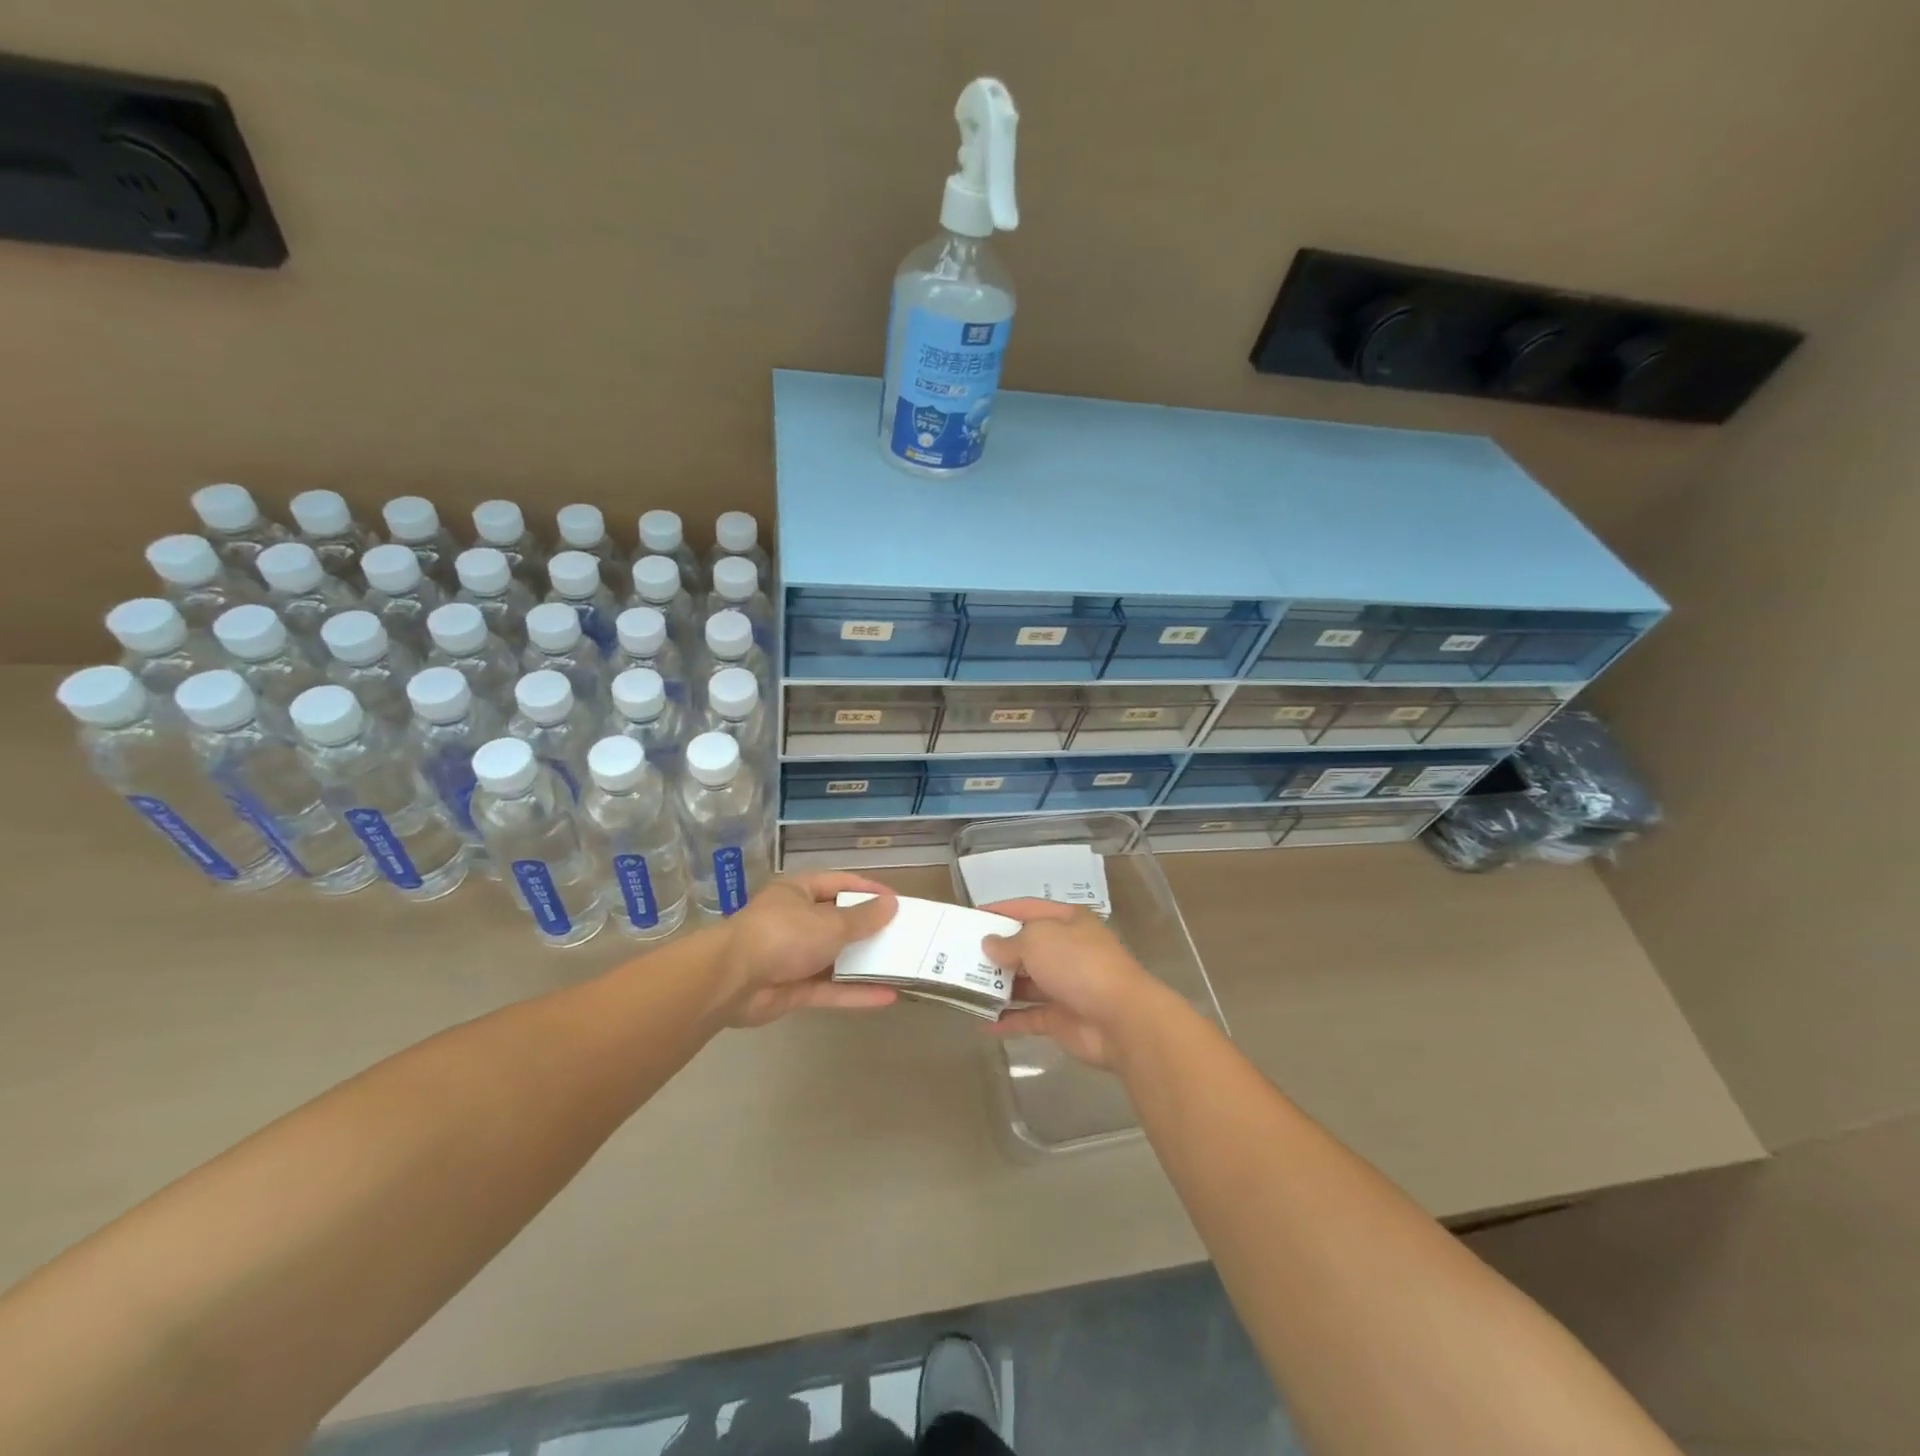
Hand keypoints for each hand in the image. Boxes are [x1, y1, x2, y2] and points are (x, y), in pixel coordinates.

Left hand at [711, 872, 900, 1027]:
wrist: (732, 980)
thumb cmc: (784, 934)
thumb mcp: (831, 922)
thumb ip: (863, 918)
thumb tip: (892, 904)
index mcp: (799, 892)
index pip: (840, 884)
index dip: (868, 890)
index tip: (896, 901)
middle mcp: (795, 921)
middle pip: (838, 922)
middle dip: (869, 930)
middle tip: (903, 936)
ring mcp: (792, 957)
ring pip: (835, 959)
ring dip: (864, 964)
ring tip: (901, 967)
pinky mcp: (792, 990)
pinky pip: (829, 989)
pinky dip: (855, 993)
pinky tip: (887, 997)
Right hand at [980, 900, 1161, 1069]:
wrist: (1120, 1019)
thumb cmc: (1078, 964)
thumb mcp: (1038, 940)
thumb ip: (1010, 942)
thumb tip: (990, 944)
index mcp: (1067, 921)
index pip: (1028, 909)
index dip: (1000, 910)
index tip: (971, 917)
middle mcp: (1066, 950)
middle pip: (1025, 946)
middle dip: (995, 951)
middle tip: (959, 955)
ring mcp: (1064, 985)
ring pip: (1025, 982)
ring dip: (998, 985)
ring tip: (963, 986)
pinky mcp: (1061, 1018)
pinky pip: (1028, 1016)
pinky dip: (1007, 1019)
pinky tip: (982, 1022)